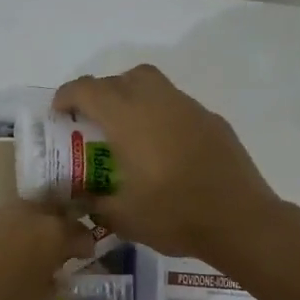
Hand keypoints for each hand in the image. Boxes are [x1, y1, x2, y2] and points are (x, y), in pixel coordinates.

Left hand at [0, 201, 97, 299]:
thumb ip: (51, 288)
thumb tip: (50, 276)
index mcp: (50, 234)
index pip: (79, 231)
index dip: (85, 244)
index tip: (85, 255)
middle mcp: (21, 215)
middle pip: (48, 211)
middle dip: (55, 227)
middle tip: (55, 248)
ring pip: (15, 216)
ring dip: (23, 231)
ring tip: (19, 255)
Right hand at [53, 65, 280, 259]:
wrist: (240, 220)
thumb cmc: (174, 215)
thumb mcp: (122, 217)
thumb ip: (94, 203)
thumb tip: (79, 199)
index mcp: (128, 119)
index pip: (88, 89)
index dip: (67, 96)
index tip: (59, 113)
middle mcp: (158, 102)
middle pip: (123, 78)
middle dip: (103, 92)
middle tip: (95, 121)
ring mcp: (190, 109)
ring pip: (154, 86)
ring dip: (134, 99)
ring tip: (129, 132)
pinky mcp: (213, 121)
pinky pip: (178, 107)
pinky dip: (163, 116)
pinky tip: (165, 149)